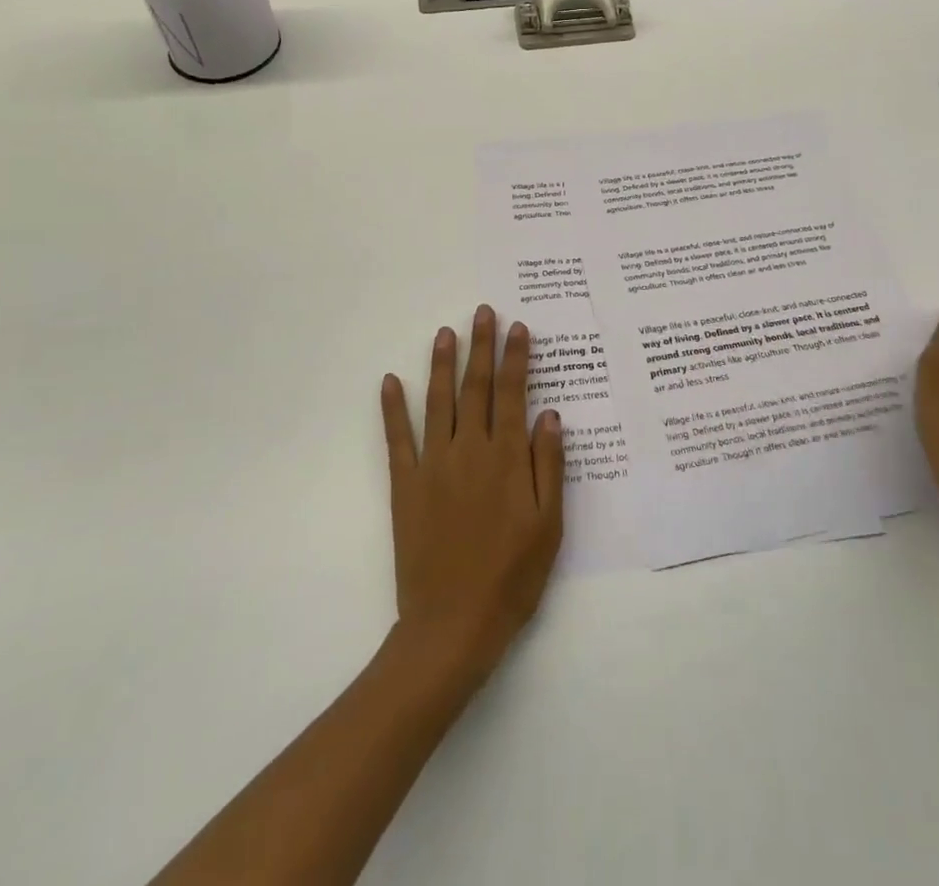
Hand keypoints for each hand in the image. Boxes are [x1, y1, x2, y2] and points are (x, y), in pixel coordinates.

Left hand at [380, 306, 563, 690]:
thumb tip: (549, 414)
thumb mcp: (549, 525)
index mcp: (507, 458)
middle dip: (481, 346)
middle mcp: (469, 450)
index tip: (518, 327)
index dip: (516, 357)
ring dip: (441, 364)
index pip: (513, 393)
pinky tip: (389, 381)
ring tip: (445, 332)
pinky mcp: (406, 486)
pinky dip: (393, 409)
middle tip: (483, 312)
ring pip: (438, 401)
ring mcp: (434, 465)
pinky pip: (398, 439)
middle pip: (477, 387)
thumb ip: (549, 465)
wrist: (453, 625)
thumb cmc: (512, 576)